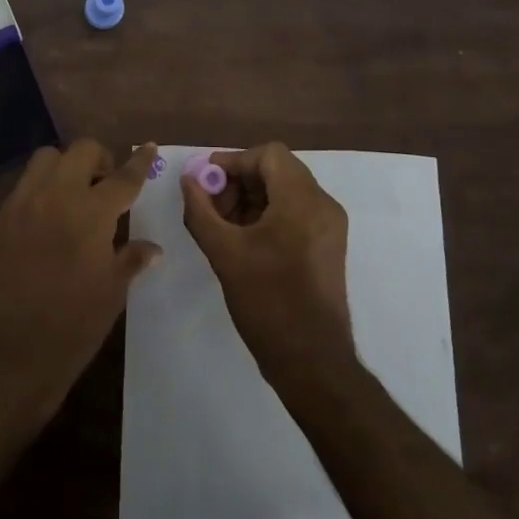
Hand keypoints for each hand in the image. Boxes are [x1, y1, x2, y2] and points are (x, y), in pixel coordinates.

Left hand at [0, 140, 161, 417]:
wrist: (8, 354)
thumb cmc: (71, 326)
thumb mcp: (112, 293)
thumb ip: (132, 259)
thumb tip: (153, 248)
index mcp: (92, 212)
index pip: (123, 177)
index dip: (140, 162)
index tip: (150, 147)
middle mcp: (57, 195)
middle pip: (82, 151)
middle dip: (100, 158)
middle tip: (107, 182)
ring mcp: (25, 202)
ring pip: (48, 157)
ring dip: (67, 165)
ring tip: (76, 193)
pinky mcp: (2, 217)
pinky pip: (26, 183)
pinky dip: (43, 185)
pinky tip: (50, 214)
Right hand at [182, 143, 354, 387]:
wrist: (313, 362)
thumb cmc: (268, 303)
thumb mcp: (224, 253)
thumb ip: (201, 210)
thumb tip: (189, 180)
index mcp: (302, 200)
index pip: (268, 155)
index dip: (233, 161)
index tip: (206, 180)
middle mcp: (323, 204)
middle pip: (278, 170)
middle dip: (240, 181)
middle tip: (211, 205)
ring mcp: (330, 226)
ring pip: (286, 190)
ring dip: (252, 197)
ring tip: (223, 224)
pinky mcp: (329, 245)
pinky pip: (296, 211)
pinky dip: (269, 213)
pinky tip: (244, 239)